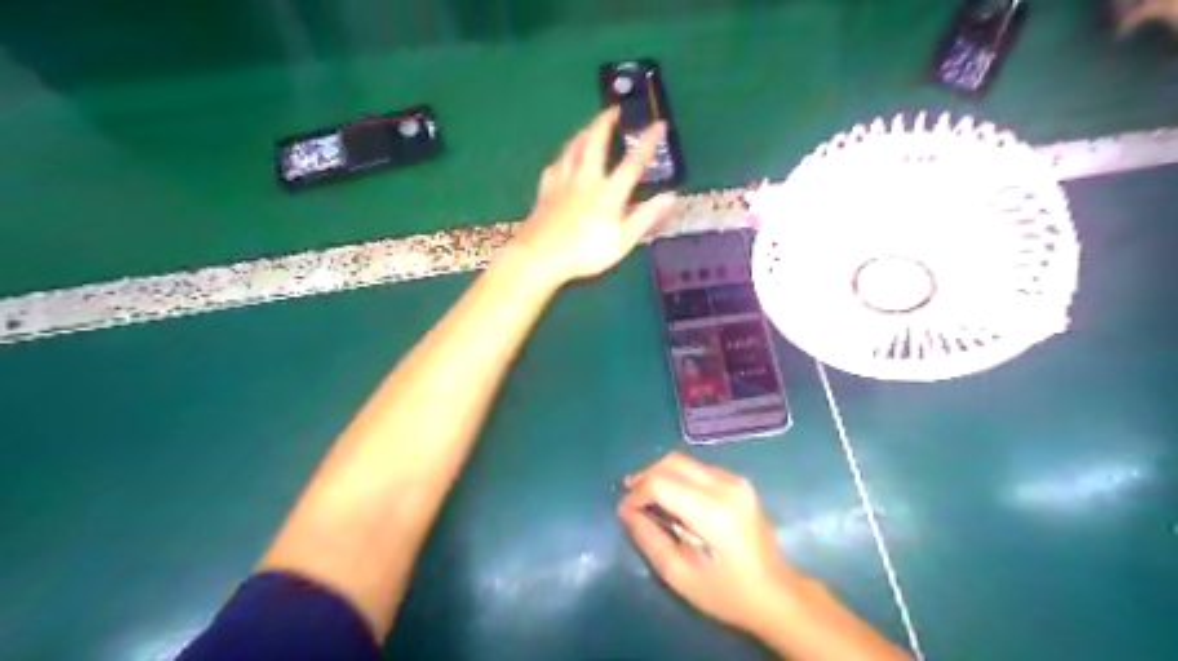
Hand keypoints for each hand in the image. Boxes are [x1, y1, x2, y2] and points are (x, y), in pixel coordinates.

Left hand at [518, 105, 681, 282]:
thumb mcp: (623, 240)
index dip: (647, 142)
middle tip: (614, 109)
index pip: (632, 162)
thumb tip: (671, 196)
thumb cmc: (585, 253)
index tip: (659, 123)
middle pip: (595, 142)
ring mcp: (562, 183)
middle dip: (605, 123)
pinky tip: (562, 160)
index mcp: (608, 192)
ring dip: (583, 133)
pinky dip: (563, 158)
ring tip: (590, 127)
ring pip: (573, 148)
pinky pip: (555, 166)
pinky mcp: (545, 191)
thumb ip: (646, 216)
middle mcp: (586, 179)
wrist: (540, 256)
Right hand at [617, 453, 810, 632]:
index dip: (637, 493)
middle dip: (646, 476)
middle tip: (630, 496)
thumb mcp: (679, 575)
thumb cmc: (726, 593)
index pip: (660, 483)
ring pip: (685, 461)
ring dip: (662, 474)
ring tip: (648, 496)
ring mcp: (736, 481)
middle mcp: (725, 486)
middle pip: (672, 462)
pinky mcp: (741, 482)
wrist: (776, 594)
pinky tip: (674, 497)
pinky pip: (700, 468)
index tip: (625, 511)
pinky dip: (680, 477)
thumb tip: (627, 511)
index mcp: (711, 512)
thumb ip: (649, 538)